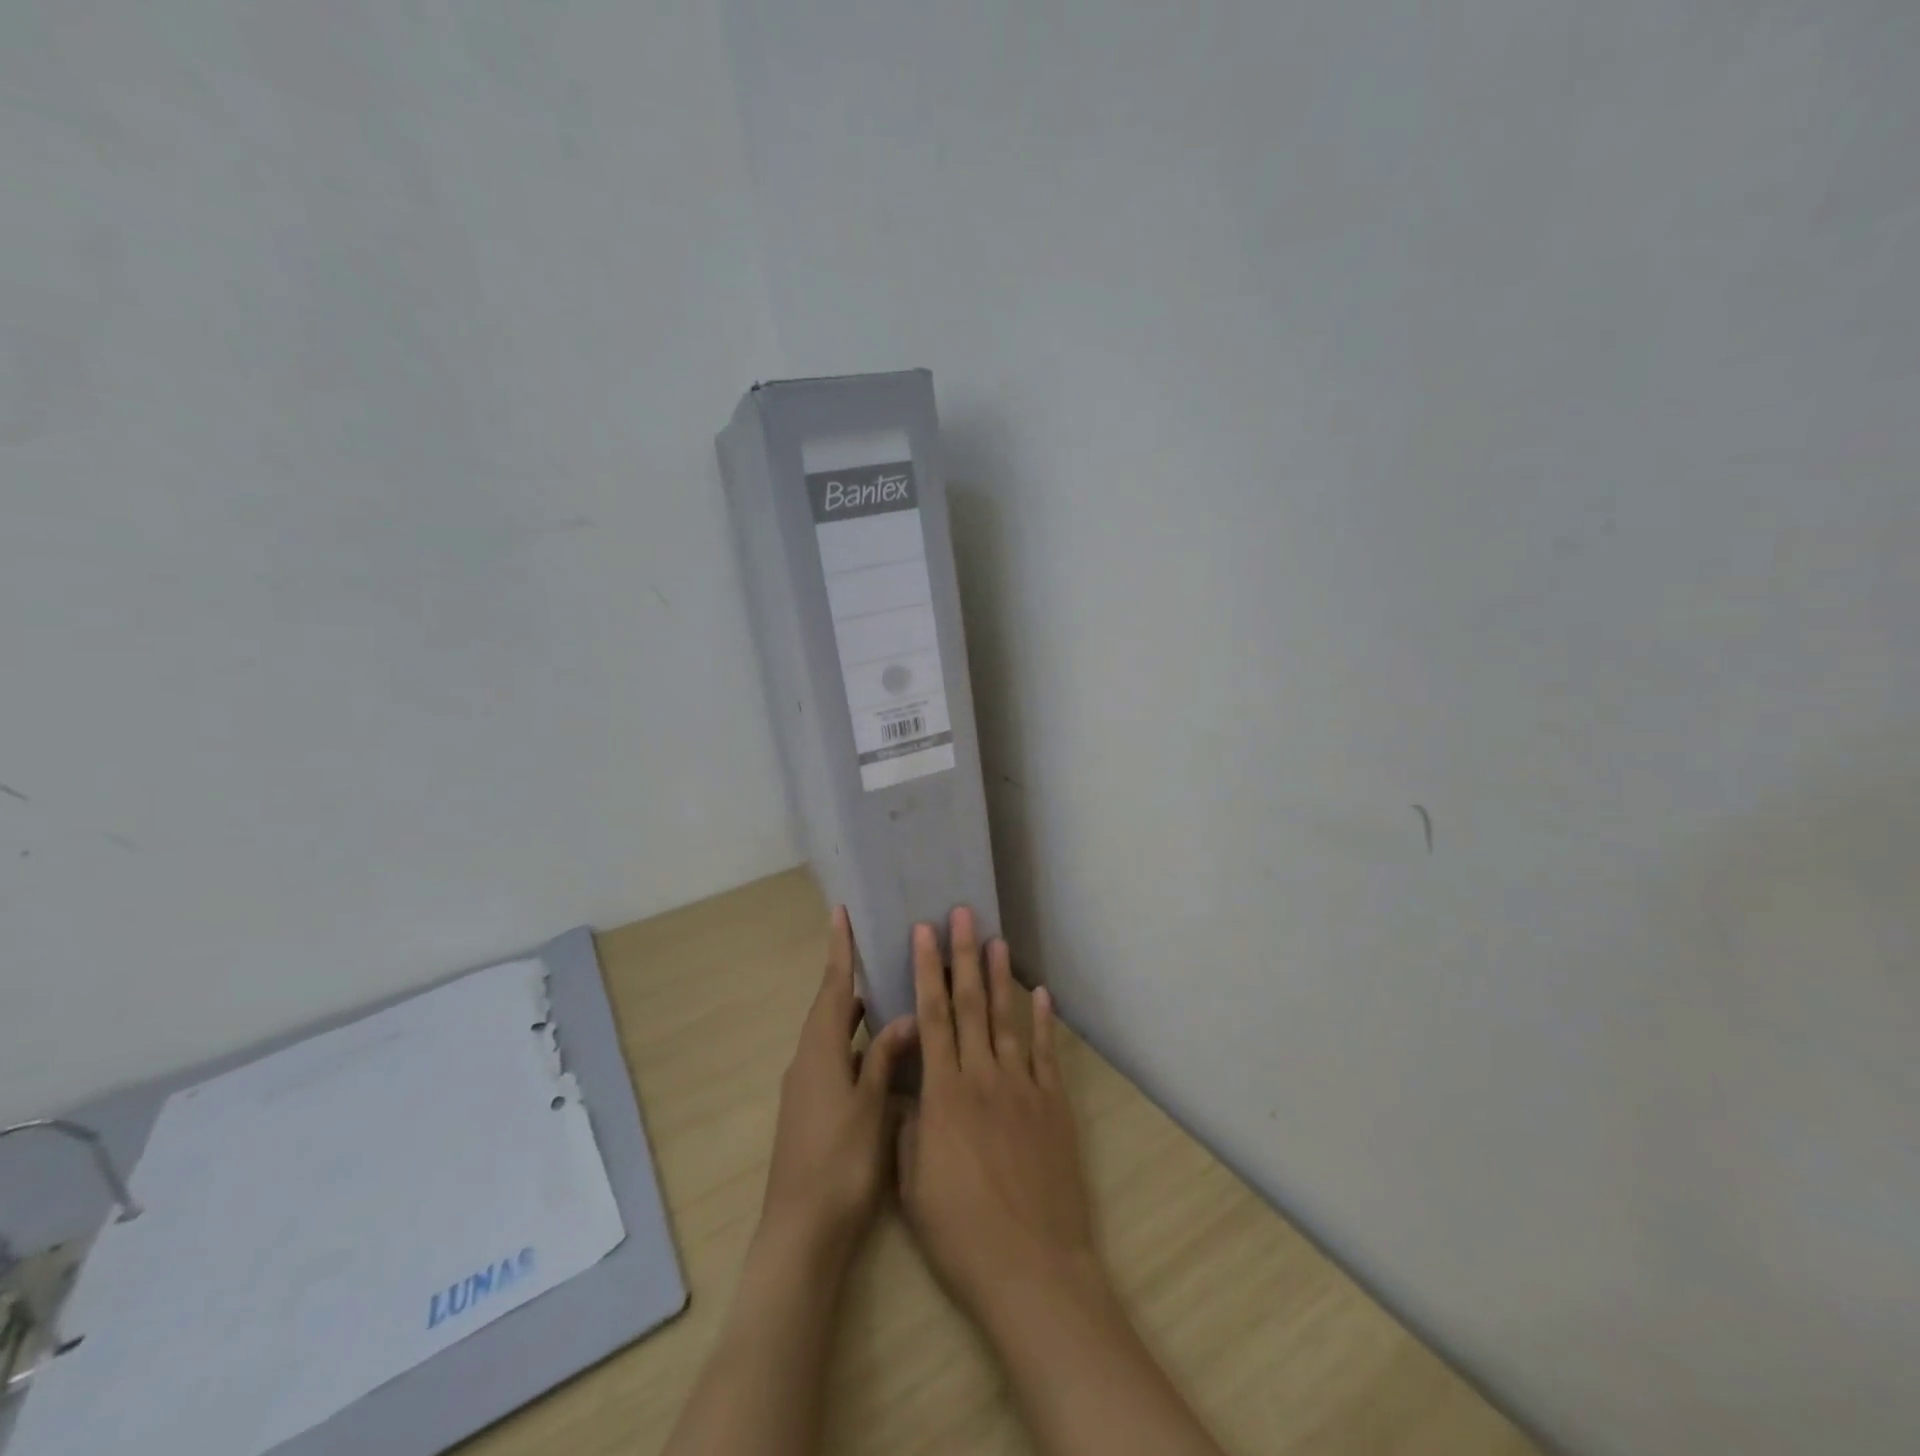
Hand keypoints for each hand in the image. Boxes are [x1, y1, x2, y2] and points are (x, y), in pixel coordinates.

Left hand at [760, 906, 917, 1269]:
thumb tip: (904, 1018)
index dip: (840, 950)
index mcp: (820, 1052)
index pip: (834, 988)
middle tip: (879, 955)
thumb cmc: (840, 1163)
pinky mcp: (812, 1113)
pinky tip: (880, 1058)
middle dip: (851, 981)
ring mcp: (807, 1090)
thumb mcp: (872, 1106)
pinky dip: (857, 1049)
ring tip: (887, 998)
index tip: (840, 914)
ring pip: (834, 1038)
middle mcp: (808, 1063)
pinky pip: (836, 1063)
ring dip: (855, 1017)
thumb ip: (886, 1058)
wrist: (801, 1234)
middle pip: (831, 1010)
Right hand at [895, 906, 1103, 1328]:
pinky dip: (1044, 1020)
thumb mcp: (913, 1185)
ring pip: (1007, 1019)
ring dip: (1000, 977)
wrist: (1032, 1268)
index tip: (922, 932)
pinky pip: (1046, 1053)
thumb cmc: (961, 1233)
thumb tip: (906, 1090)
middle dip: (962, 955)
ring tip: (997, 940)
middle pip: (970, 1003)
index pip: (932, 1017)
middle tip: (962, 914)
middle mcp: (983, 1076)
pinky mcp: (1054, 1105)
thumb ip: (908, 1128)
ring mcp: (1023, 1087)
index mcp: (944, 1093)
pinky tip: (1042, 993)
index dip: (925, 971)